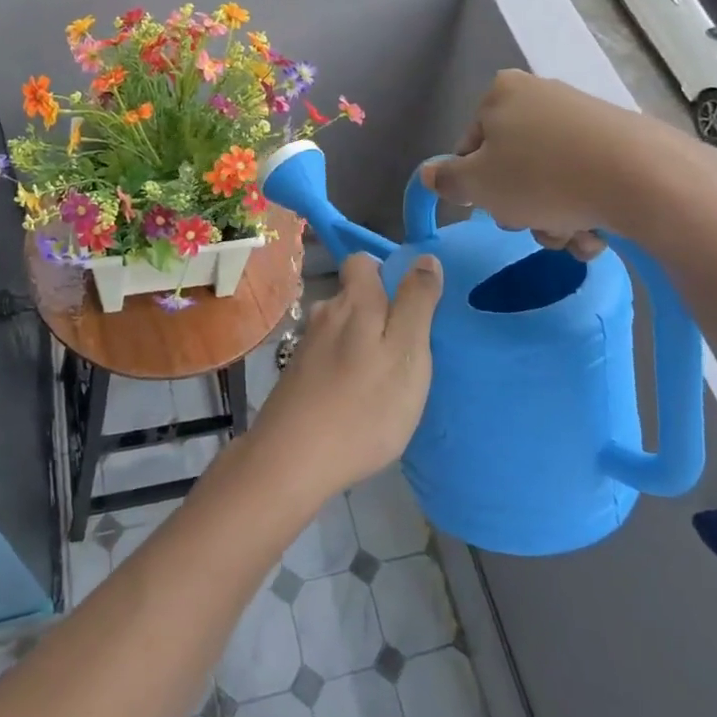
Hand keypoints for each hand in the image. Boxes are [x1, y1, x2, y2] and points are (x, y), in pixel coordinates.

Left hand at [249, 253, 442, 500]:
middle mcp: (325, 314)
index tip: (410, 302)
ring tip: (384, 376)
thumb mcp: (407, 353)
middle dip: (377, 311)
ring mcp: (306, 346)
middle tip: (405, 348)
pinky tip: (355, 397)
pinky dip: (344, 367)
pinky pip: (328, 356)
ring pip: (340, 328)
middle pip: (352, 296)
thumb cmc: (364, 406)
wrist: (292, 459)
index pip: (361, 261)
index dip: (385, 272)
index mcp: (354, 302)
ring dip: (361, 342)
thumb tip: (424, 257)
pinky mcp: (295, 375)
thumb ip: (416, 303)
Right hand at [420, 70, 716, 244]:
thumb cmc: (541, 177)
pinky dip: (584, 209)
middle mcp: (541, 95)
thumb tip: (428, 173)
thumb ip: (446, 180)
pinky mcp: (620, 141)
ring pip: (549, 180)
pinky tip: (596, 231)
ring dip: (552, 218)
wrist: (642, 178)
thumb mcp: (477, 185)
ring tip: (570, 234)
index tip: (492, 206)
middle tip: (531, 223)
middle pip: (511, 165)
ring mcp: (584, 117)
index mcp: (501, 93)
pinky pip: (585, 180)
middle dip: (519, 205)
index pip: (470, 146)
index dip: (475, 185)